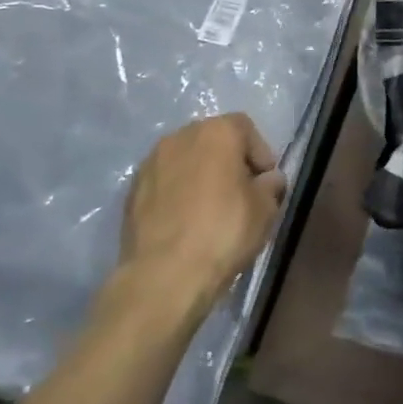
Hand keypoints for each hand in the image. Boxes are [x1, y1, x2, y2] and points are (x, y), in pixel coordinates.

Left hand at [115, 113, 285, 305]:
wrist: (164, 275)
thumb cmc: (224, 232)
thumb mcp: (266, 209)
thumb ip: (271, 185)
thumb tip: (268, 180)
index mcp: (216, 132)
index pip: (245, 128)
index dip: (260, 153)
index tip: (265, 181)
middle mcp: (180, 137)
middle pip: (212, 140)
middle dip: (228, 161)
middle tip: (241, 191)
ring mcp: (150, 164)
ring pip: (185, 161)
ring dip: (200, 175)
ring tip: (210, 208)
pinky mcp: (131, 192)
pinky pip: (164, 183)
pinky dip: (177, 193)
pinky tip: (185, 221)